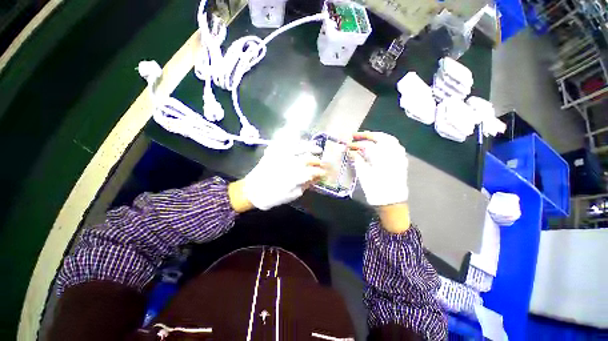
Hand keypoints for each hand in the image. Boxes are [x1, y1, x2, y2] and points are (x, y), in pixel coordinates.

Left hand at [240, 140, 325, 210]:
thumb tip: (315, 178)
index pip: (312, 171)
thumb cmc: (272, 197)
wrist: (251, 191)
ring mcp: (280, 156)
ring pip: (298, 147)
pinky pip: (283, 141)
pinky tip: (299, 137)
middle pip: (307, 159)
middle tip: (322, 162)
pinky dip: (292, 137)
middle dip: (317, 160)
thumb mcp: (291, 195)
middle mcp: (288, 164)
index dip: (320, 171)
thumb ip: (304, 185)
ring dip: (309, 147)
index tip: (325, 172)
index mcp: (293, 177)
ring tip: (317, 148)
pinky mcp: (272, 152)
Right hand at [349, 131, 408, 206]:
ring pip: (390, 140)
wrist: (391, 202)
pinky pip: (396, 146)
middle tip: (356, 136)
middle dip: (367, 135)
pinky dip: (387, 142)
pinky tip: (380, 145)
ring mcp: (399, 156)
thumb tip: (350, 151)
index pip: (367, 145)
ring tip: (368, 137)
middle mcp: (392, 154)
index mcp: (382, 157)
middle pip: (380, 137)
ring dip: (378, 137)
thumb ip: (357, 160)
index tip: (347, 145)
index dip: (356, 144)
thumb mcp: (363, 175)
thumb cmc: (375, 189)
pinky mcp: (401, 161)